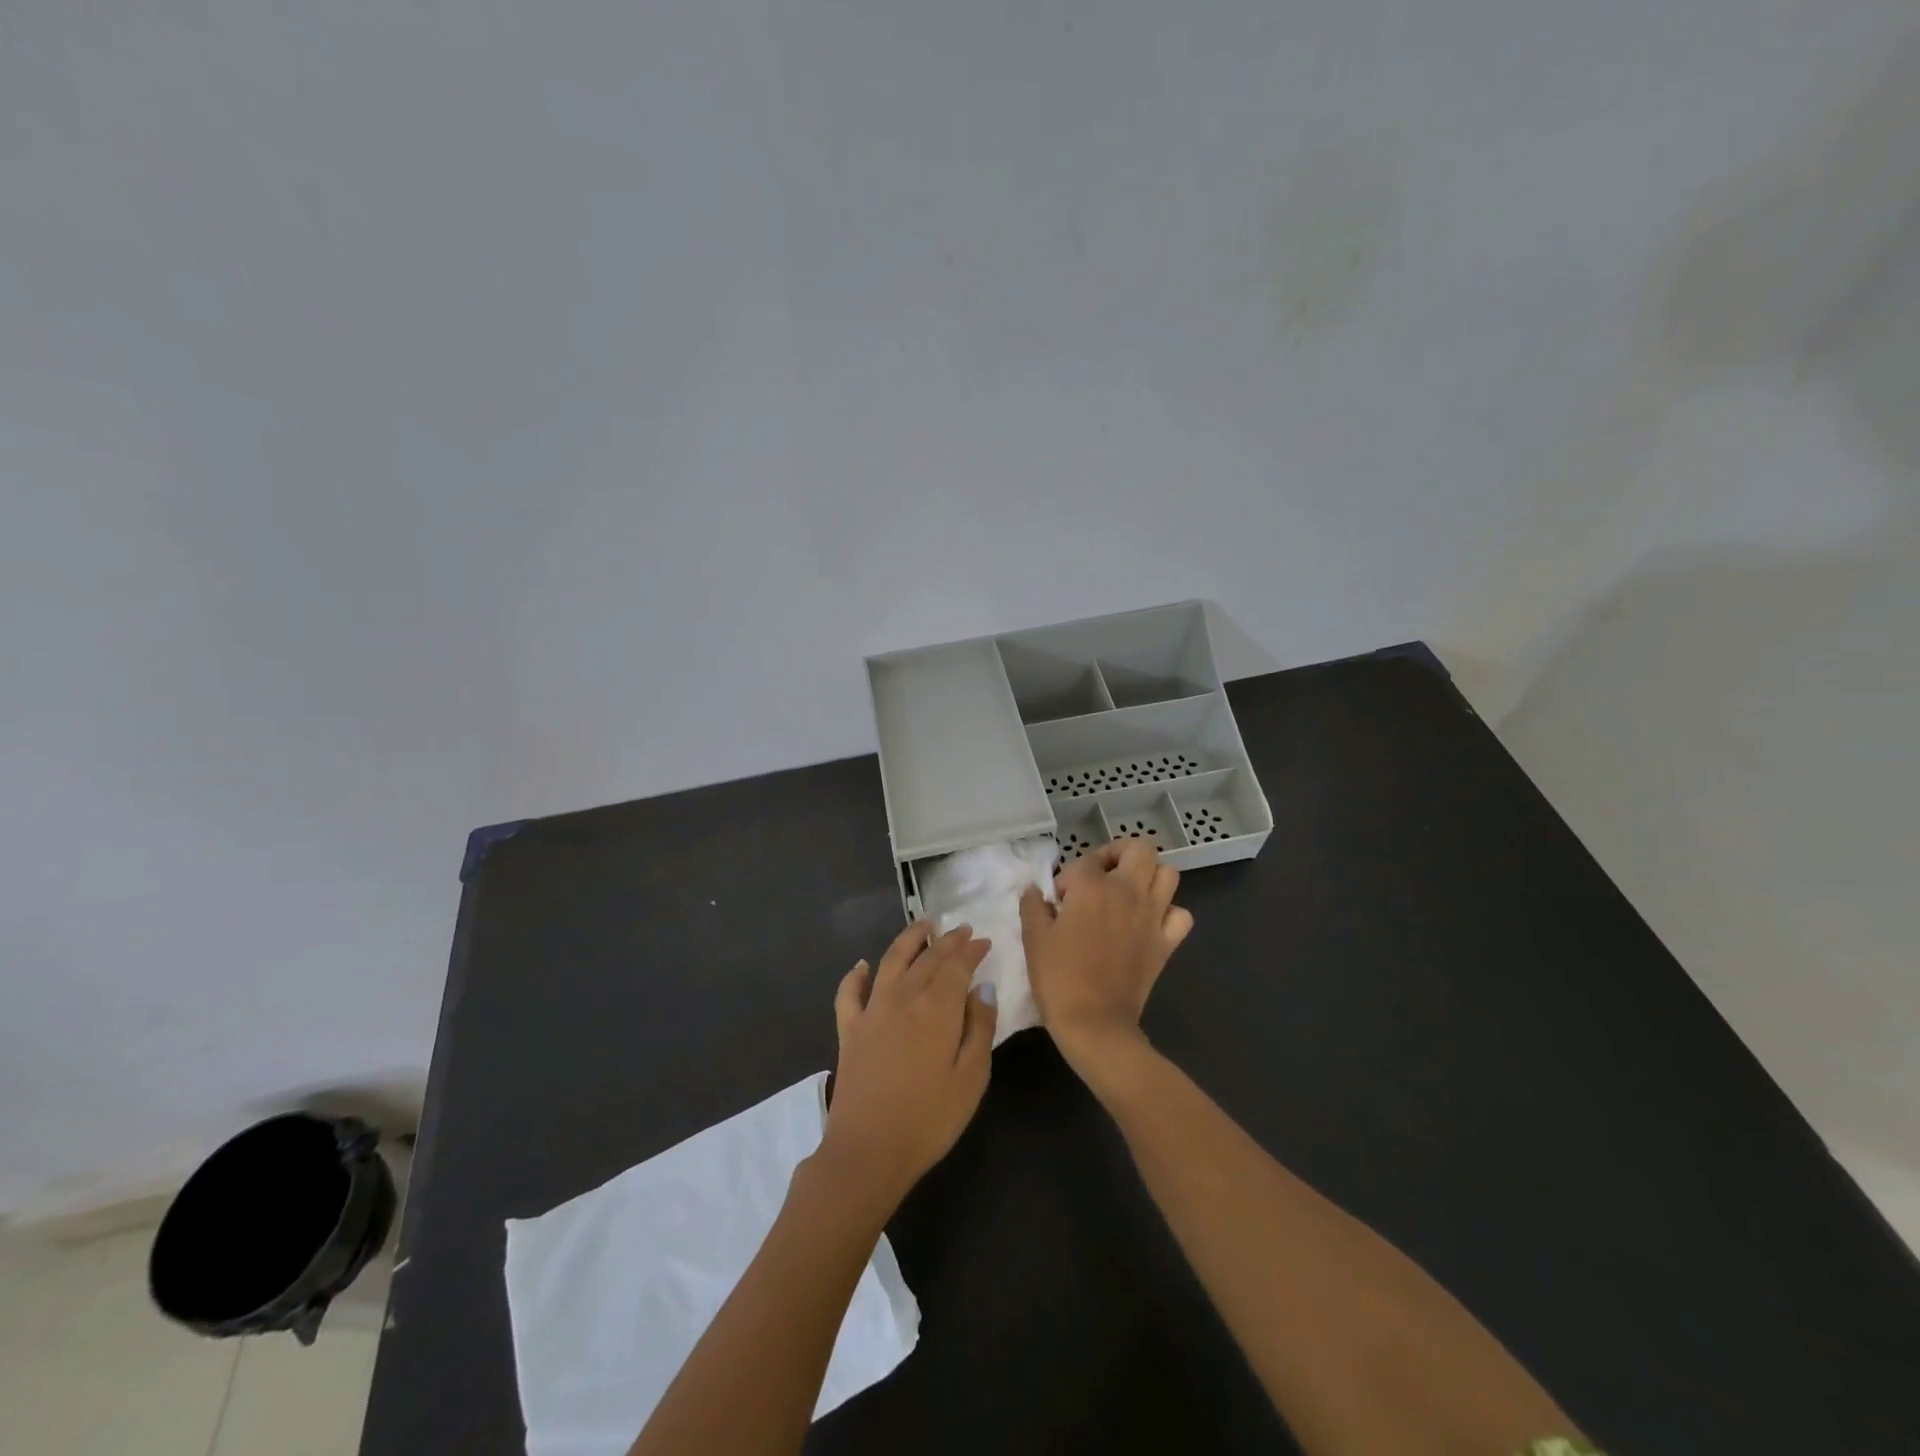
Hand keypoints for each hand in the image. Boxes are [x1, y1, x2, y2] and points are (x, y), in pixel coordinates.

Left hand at [816, 920, 997, 1211]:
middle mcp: (904, 997)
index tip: (983, 941)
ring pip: (891, 961)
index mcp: (938, 1007)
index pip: (957, 965)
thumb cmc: (930, 1119)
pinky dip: (856, 974)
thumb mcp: (972, 1078)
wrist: (868, 1151)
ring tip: (922, 926)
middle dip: (947, 941)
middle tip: (961, 930)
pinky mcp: (849, 1029)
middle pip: (927, 958)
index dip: (971, 950)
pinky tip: (863, 965)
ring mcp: (872, 1010)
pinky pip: (850, 992)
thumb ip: (980, 1028)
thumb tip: (982, 990)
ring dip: (908, 939)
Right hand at [1019, 840, 1192, 1074]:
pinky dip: (1169, 912)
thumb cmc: (1059, 978)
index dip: (1069, 876)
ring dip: (1149, 876)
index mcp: (1093, 888)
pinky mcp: (1167, 943)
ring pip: (1168, 874)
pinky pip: (1181, 915)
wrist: (1094, 1024)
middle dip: (1118, 854)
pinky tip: (1150, 922)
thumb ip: (1033, 906)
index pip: (1086, 860)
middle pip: (1139, 849)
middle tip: (1100, 876)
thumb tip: (1035, 890)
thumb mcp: (1033, 938)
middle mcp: (1128, 892)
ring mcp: (1153, 917)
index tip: (1059, 900)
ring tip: (1127, 893)